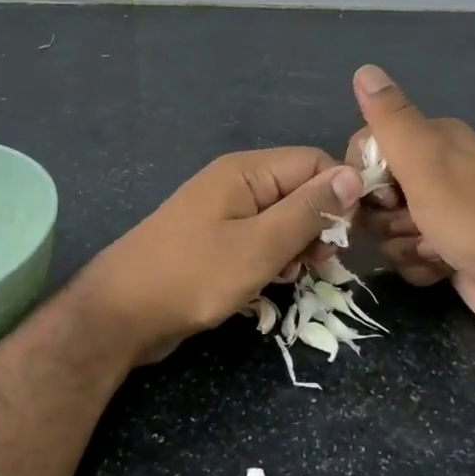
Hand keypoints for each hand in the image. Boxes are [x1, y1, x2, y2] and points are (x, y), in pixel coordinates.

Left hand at [76, 149, 362, 367]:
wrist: (121, 314)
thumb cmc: (193, 276)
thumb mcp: (260, 246)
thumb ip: (309, 210)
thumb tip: (353, 174)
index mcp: (246, 171)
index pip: (314, 162)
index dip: (339, 194)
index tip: (349, 235)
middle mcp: (237, 183)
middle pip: (300, 189)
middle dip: (319, 224)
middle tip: (322, 263)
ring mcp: (224, 212)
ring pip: (283, 218)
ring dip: (297, 245)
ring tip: (293, 275)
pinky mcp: (216, 240)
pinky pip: (260, 238)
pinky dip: (273, 257)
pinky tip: (272, 281)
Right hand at [348, 65, 474, 338]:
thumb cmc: (473, 217)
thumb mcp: (424, 161)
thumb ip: (390, 118)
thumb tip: (364, 68)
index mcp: (434, 139)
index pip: (368, 147)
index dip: (365, 175)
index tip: (385, 194)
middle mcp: (436, 170)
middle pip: (375, 192)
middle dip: (387, 216)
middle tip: (414, 222)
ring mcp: (441, 211)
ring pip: (387, 227)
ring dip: (404, 243)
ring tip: (435, 248)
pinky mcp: (444, 247)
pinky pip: (406, 254)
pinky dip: (419, 264)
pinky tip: (442, 267)